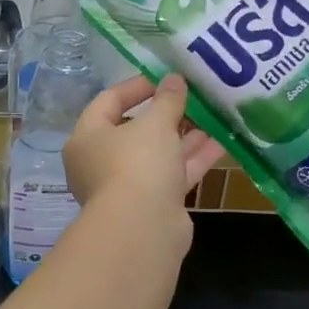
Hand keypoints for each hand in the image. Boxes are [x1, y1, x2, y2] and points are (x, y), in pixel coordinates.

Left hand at [64, 75, 223, 240]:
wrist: (143, 230)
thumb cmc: (137, 164)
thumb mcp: (155, 123)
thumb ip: (167, 99)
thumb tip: (174, 78)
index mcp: (87, 137)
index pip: (108, 101)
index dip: (137, 86)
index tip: (166, 78)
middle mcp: (100, 162)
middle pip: (134, 130)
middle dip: (166, 114)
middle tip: (193, 98)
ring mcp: (126, 186)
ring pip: (157, 154)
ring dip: (184, 136)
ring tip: (213, 116)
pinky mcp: (151, 206)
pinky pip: (171, 175)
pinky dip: (192, 159)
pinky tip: (221, 143)